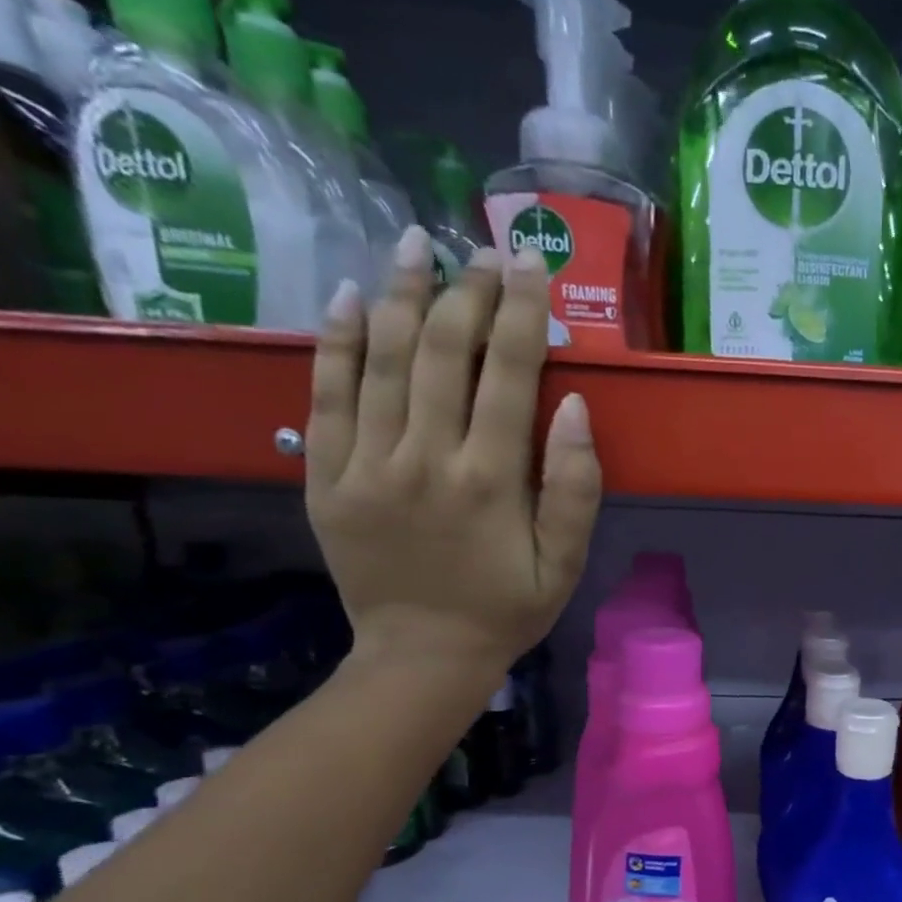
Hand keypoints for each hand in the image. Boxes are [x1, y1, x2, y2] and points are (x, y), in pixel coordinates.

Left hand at [304, 227, 601, 682]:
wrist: (421, 656)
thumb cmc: (506, 610)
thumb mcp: (564, 564)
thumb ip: (575, 489)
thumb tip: (572, 407)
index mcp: (490, 480)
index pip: (508, 373)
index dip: (521, 311)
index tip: (529, 264)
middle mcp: (425, 458)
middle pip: (442, 351)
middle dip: (466, 290)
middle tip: (481, 250)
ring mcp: (367, 464)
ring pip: (381, 359)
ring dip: (401, 294)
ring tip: (417, 245)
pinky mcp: (326, 477)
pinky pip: (326, 395)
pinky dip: (336, 341)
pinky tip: (350, 297)